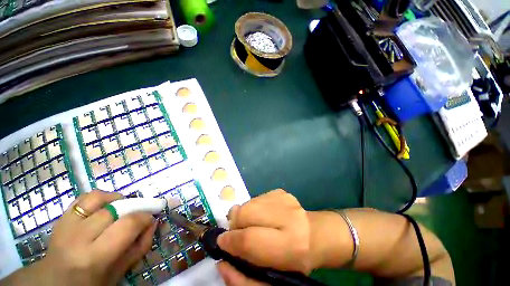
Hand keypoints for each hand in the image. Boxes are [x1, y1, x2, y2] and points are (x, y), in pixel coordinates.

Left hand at [3, 190, 156, 285]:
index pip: (128, 224)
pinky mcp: (61, 217)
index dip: (145, 217)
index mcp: (93, 257)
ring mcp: (66, 224)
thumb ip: (140, 246)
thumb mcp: (120, 272)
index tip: (150, 219)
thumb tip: (153, 222)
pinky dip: (100, 198)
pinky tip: (105, 207)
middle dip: (133, 208)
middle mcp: (77, 237)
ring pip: (97, 197)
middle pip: (114, 209)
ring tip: (121, 208)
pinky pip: (84, 198)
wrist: (54, 282)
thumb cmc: (91, 283)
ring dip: (116, 199)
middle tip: (138, 214)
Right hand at [215, 189, 315, 285]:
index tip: (222, 243)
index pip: (249, 239)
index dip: (231, 241)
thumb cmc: (293, 261)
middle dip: (235, 223)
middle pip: (245, 212)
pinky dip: (253, 208)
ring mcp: (284, 199)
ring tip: (253, 224)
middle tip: (239, 233)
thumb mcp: (271, 277)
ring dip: (244, 215)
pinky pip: (256, 198)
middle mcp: (287, 215)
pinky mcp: (281, 191)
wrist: (314, 234)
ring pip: (248, 203)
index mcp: (290, 245)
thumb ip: (243, 276)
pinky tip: (262, 216)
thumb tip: (221, 258)